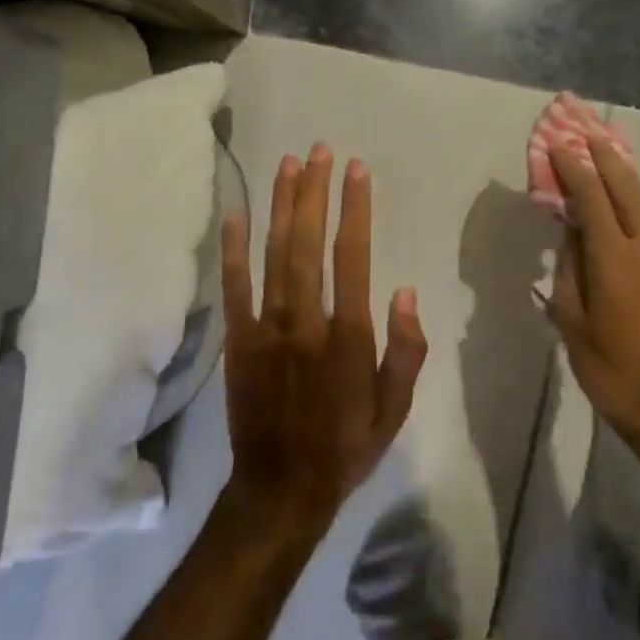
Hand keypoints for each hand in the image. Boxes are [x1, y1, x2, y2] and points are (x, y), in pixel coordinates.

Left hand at [221, 145, 427, 538]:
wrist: (281, 488)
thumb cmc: (346, 447)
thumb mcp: (395, 409)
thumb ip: (405, 350)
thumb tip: (404, 291)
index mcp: (348, 337)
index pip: (353, 257)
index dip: (355, 209)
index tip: (357, 171)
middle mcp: (306, 322)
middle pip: (308, 244)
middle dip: (314, 193)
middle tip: (319, 151)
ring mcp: (266, 329)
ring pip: (273, 255)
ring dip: (280, 207)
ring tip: (287, 164)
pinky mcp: (237, 341)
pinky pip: (234, 287)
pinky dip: (234, 249)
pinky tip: (237, 214)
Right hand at [546, 139, 639, 453]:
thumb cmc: (611, 370)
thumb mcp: (573, 322)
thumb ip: (569, 272)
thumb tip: (571, 236)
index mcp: (615, 260)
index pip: (593, 200)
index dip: (575, 170)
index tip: (560, 146)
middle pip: (629, 191)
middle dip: (607, 160)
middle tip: (589, 134)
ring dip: (624, 182)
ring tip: (607, 161)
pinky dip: (633, 212)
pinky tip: (621, 216)